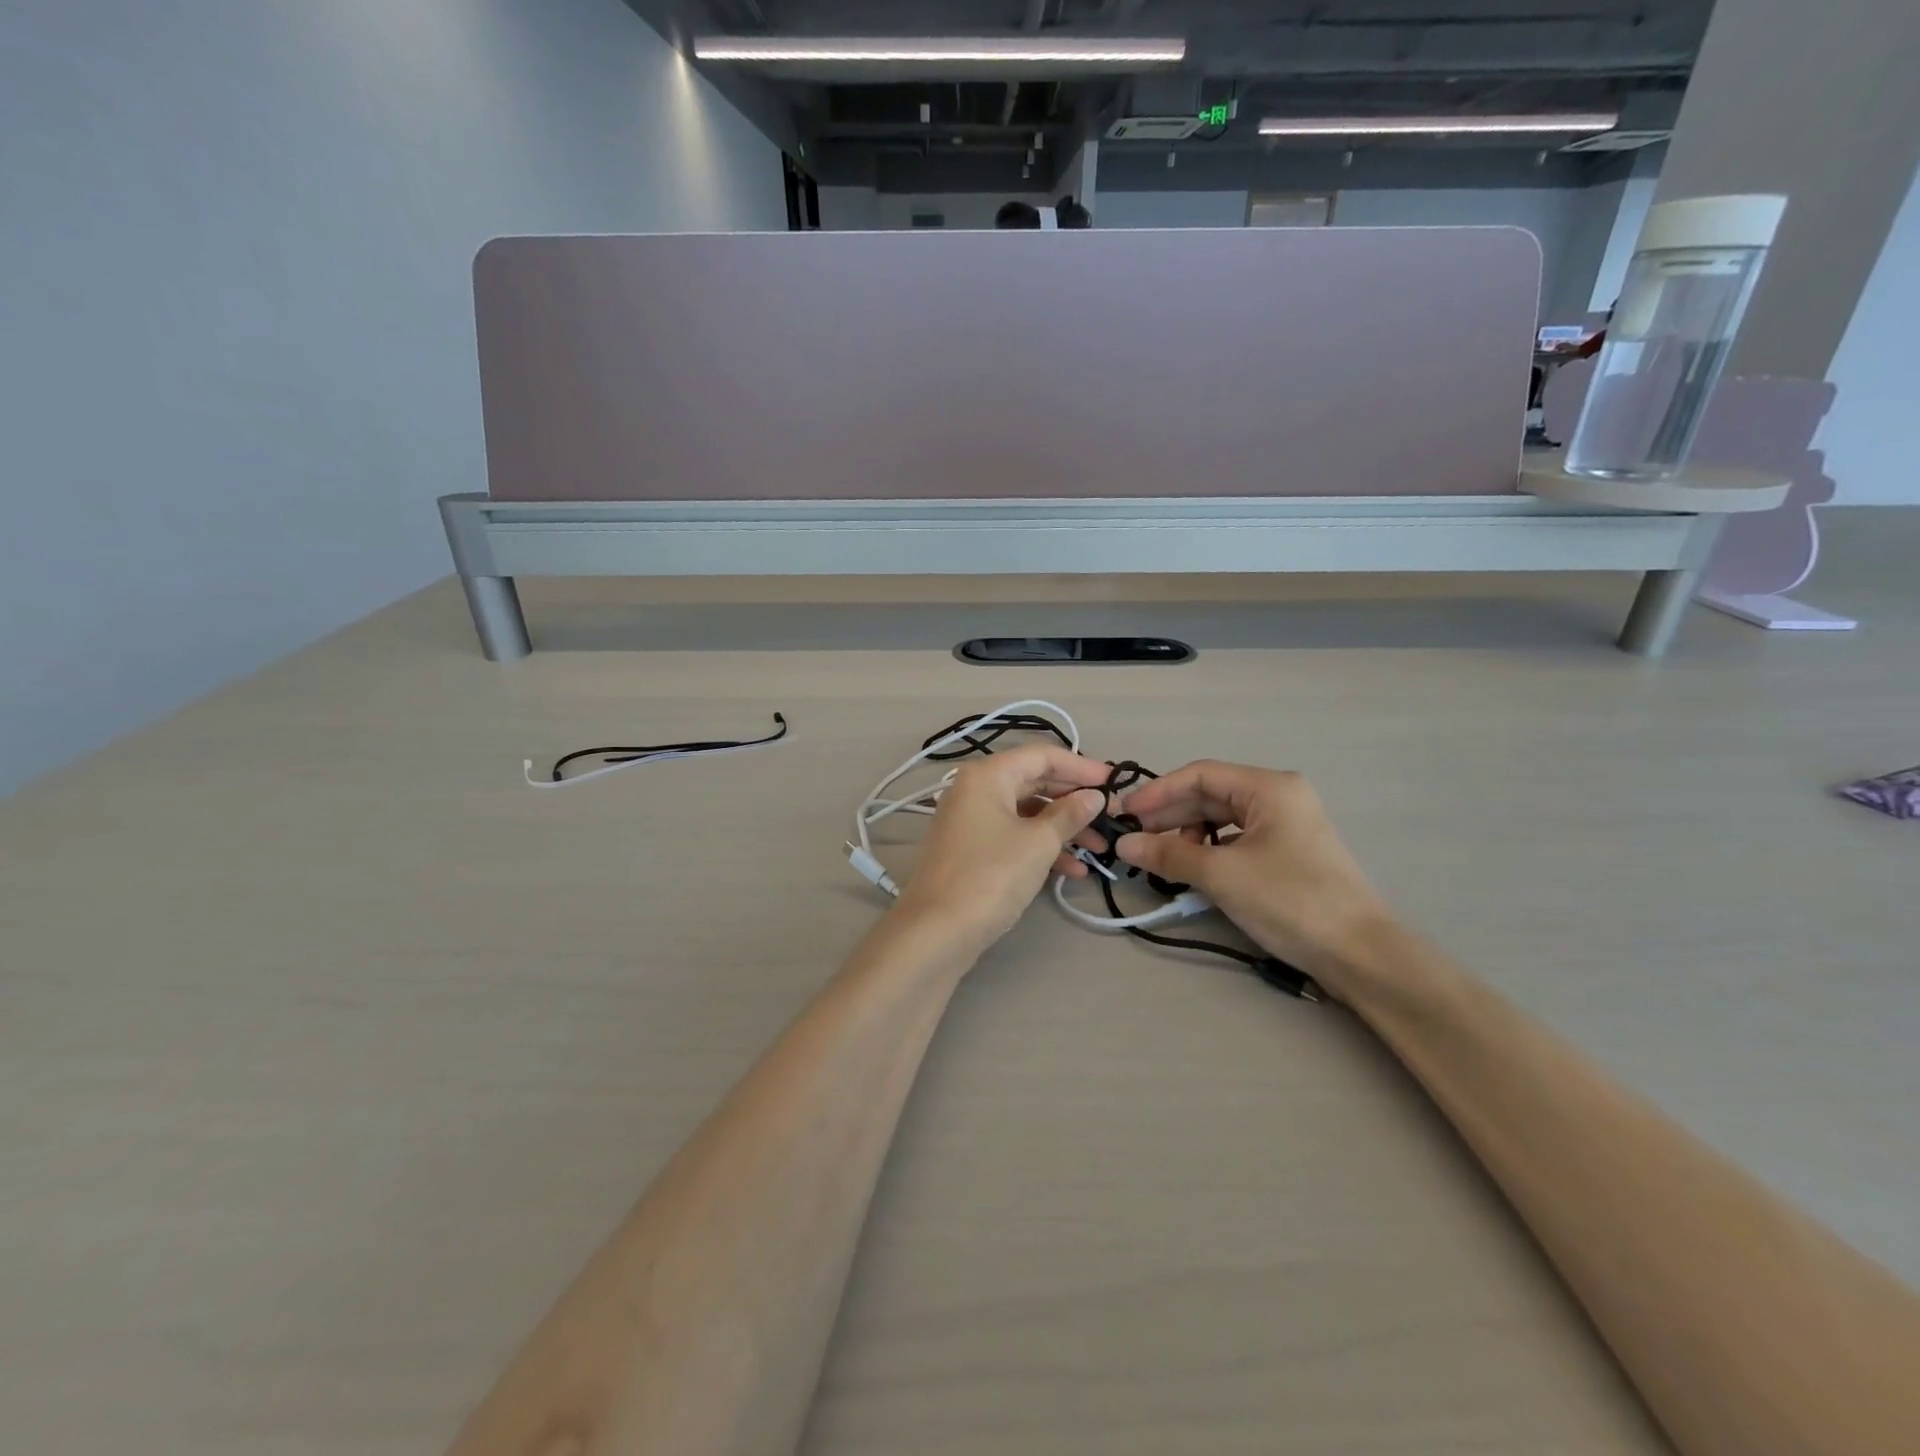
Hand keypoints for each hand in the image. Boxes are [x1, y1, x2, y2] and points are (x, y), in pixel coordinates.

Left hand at [894, 745, 1111, 956]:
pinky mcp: (972, 850)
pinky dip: (1042, 848)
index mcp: (988, 775)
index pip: (1042, 755)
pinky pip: (1014, 837)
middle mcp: (975, 789)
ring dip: (1064, 829)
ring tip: (1100, 850)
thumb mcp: (1039, 843)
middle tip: (1111, 815)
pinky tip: (1074, 871)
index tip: (1115, 782)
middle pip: (1034, 782)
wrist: (937, 931)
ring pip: (1027, 813)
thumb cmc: (991, 876)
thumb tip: (1094, 796)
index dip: (1081, 766)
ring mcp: (971, 821)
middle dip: (1074, 800)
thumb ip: (1070, 814)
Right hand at [1114, 762, 1388, 976]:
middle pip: (1210, 796)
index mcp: (1269, 788)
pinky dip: (1209, 851)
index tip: (1125, 814)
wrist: (1359, 954)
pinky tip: (1191, 869)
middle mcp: (1278, 797)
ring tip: (1160, 858)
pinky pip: (1236, 840)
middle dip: (1170, 816)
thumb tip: (1123, 845)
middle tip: (1133, 839)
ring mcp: (1286, 825)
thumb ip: (1168, 855)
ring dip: (1187, 835)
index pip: (1199, 775)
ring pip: (1221, 819)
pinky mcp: (1287, 852)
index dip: (1157, 793)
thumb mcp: (1222, 875)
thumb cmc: (1290, 900)